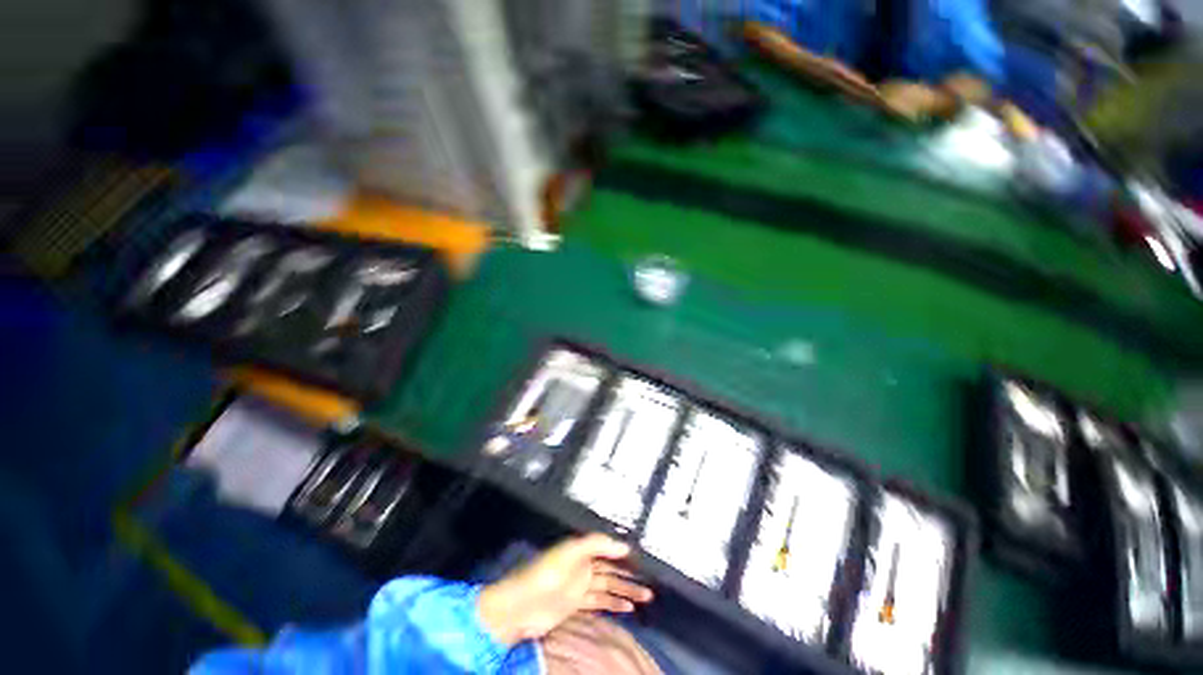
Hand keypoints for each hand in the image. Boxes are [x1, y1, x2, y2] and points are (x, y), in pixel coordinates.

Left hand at [477, 534, 653, 645]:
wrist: (520, 606)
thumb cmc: (545, 573)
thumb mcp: (571, 552)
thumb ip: (597, 544)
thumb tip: (623, 546)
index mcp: (581, 549)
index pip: (607, 548)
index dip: (624, 553)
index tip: (643, 558)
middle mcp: (583, 565)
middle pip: (611, 568)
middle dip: (629, 574)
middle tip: (650, 580)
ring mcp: (580, 585)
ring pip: (609, 586)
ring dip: (626, 591)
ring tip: (645, 596)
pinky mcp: (576, 604)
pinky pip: (600, 601)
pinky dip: (614, 604)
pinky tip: (627, 608)